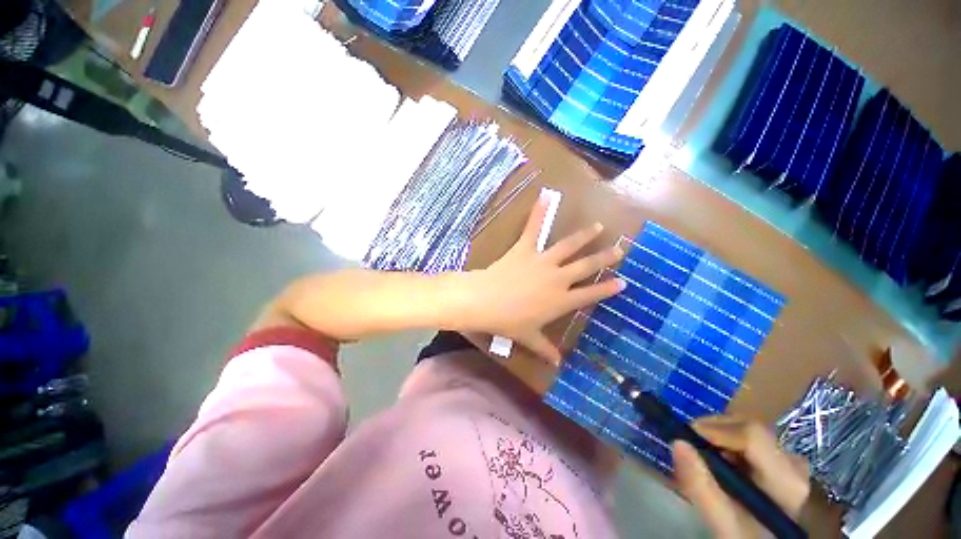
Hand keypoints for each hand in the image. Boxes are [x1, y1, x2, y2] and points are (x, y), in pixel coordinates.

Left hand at [462, 193, 624, 362]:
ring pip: (569, 245)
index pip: (590, 295)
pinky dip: (539, 211)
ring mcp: (543, 260)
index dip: (607, 289)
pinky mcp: (526, 248)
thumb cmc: (509, 321)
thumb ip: (545, 350)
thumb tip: (557, 365)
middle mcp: (558, 278)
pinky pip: (533, 227)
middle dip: (605, 258)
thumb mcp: (528, 338)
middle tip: (620, 249)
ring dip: (585, 236)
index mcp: (561, 300)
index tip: (623, 283)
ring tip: (598, 226)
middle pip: (587, 266)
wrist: (486, 301)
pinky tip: (546, 195)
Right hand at [673, 417, 810, 538]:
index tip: (685, 438)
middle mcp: (793, 461)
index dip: (714, 429)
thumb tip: (677, 442)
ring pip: (745, 429)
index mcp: (787, 478)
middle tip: (689, 448)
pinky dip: (725, 442)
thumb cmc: (748, 537)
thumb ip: (701, 486)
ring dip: (717, 436)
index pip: (751, 434)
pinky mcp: (782, 460)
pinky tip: (718, 462)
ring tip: (701, 457)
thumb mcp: (724, 523)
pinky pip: (749, 437)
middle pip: (747, 426)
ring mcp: (790, 459)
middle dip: (712, 431)